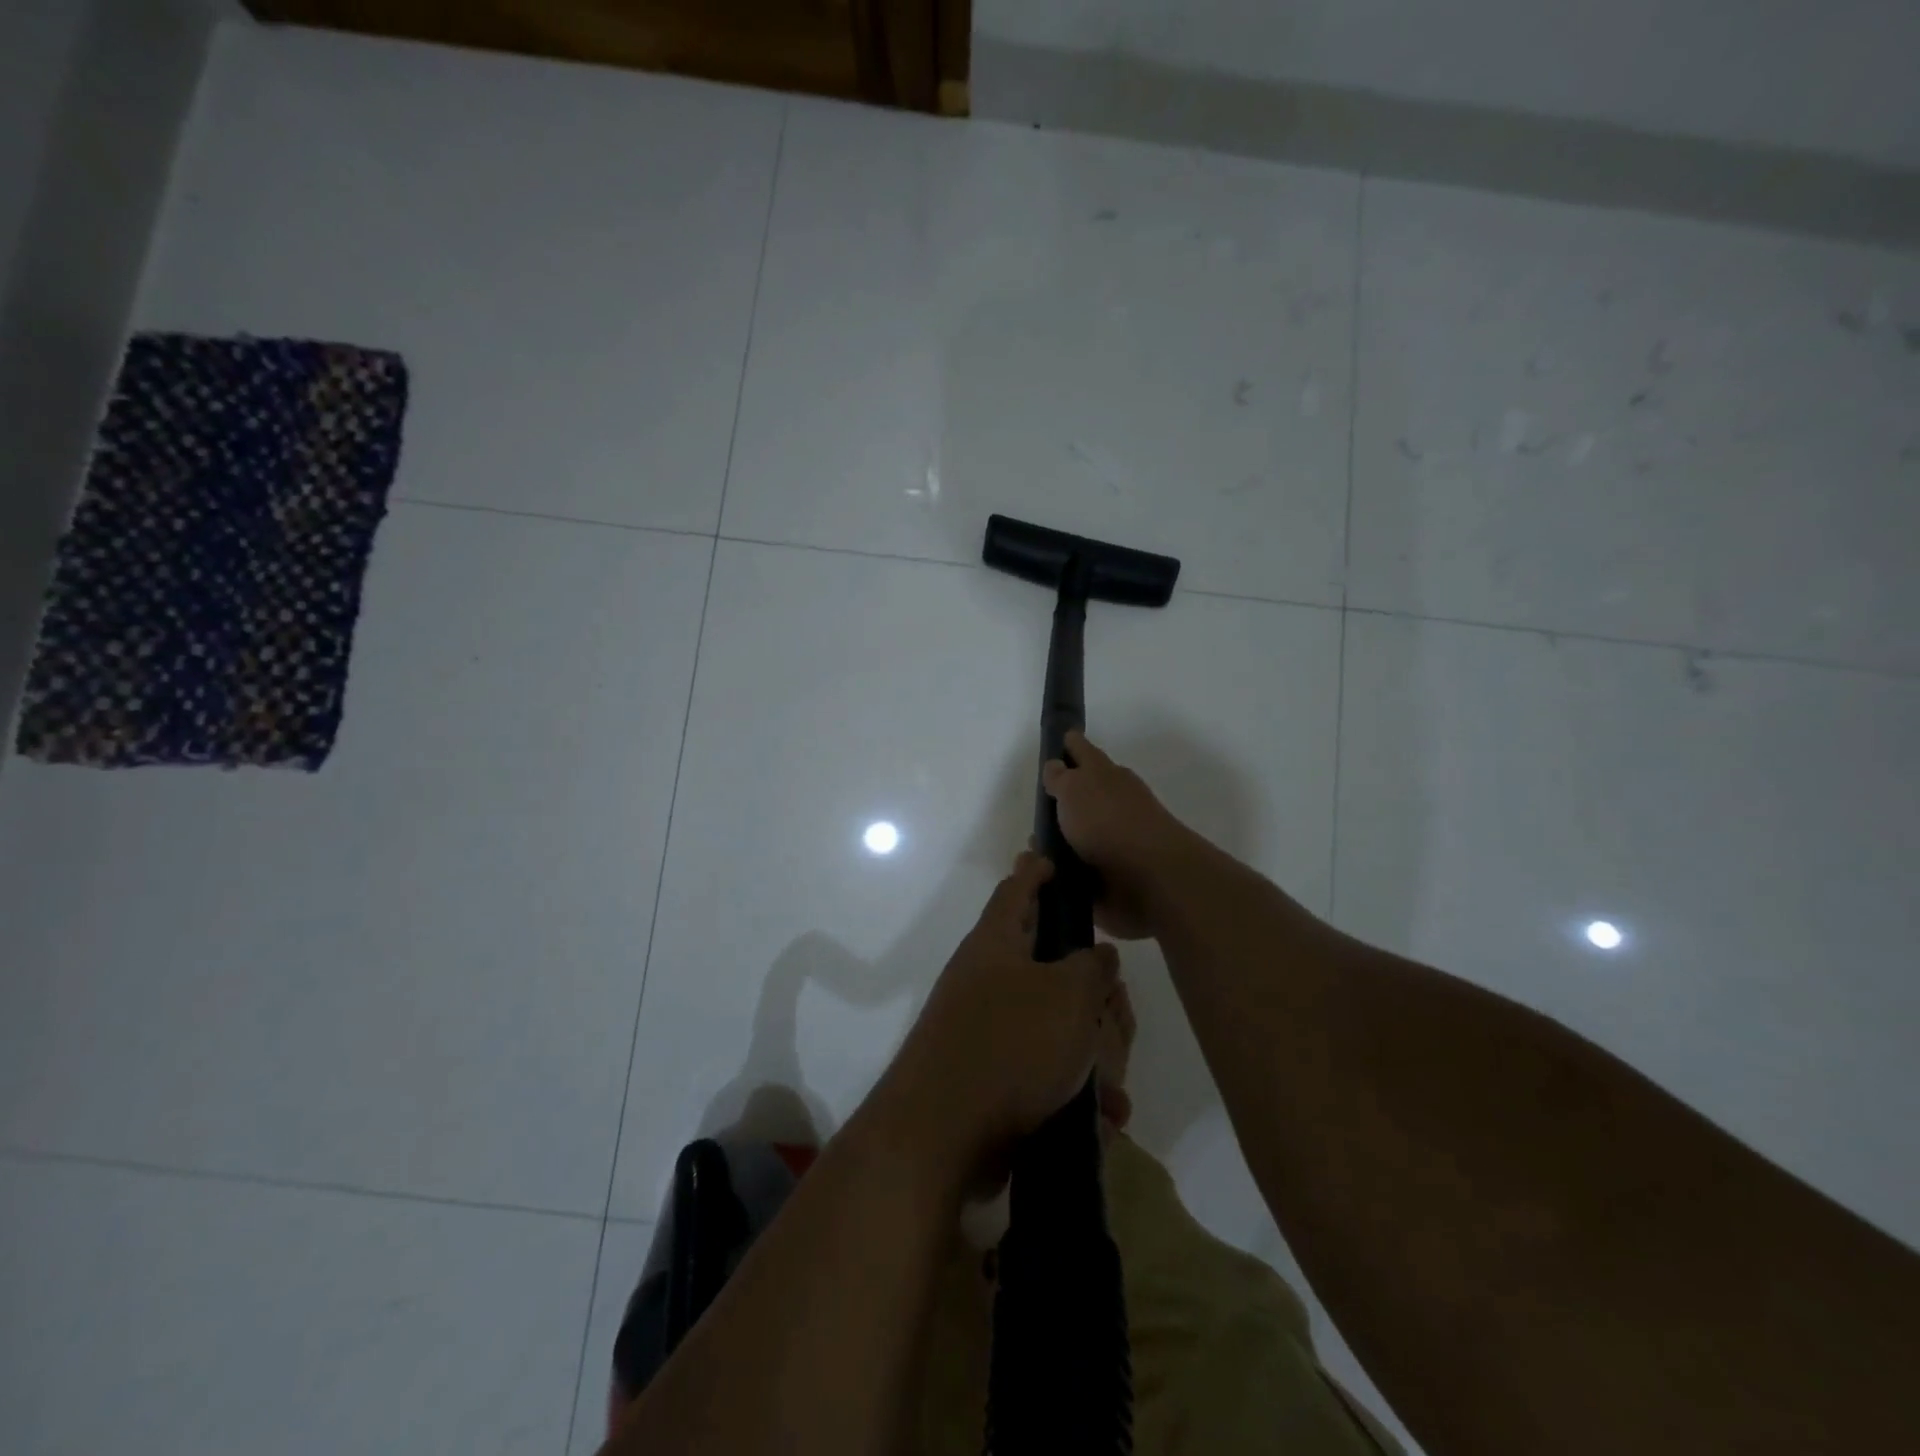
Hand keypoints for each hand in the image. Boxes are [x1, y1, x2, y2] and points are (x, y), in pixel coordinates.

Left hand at [880, 852, 1120, 1177]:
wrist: (941, 1135)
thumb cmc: (1010, 1045)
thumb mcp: (1069, 996)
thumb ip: (1092, 967)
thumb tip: (1098, 955)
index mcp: (995, 943)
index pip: (1015, 890)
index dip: (1034, 871)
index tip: (1048, 856)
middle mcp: (984, 980)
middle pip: (1042, 962)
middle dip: (1084, 983)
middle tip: (1115, 998)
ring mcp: (982, 1030)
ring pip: (1049, 1024)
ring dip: (1087, 1049)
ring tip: (1117, 1084)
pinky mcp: (988, 1077)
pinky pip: (1041, 1072)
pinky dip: (1072, 1090)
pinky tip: (1103, 1119)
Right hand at [1042, 730, 1190, 939]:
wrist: (1149, 878)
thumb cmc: (1108, 822)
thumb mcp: (1075, 788)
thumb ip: (1061, 777)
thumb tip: (1056, 766)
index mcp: (1106, 776)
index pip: (1084, 752)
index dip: (1071, 744)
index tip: (1060, 739)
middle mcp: (1112, 804)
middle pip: (1082, 796)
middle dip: (1063, 799)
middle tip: (1037, 804)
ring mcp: (1114, 841)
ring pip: (1079, 835)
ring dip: (1059, 840)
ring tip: (1033, 849)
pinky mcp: (1110, 877)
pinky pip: (1079, 870)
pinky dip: (1064, 871)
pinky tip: (1045, 875)